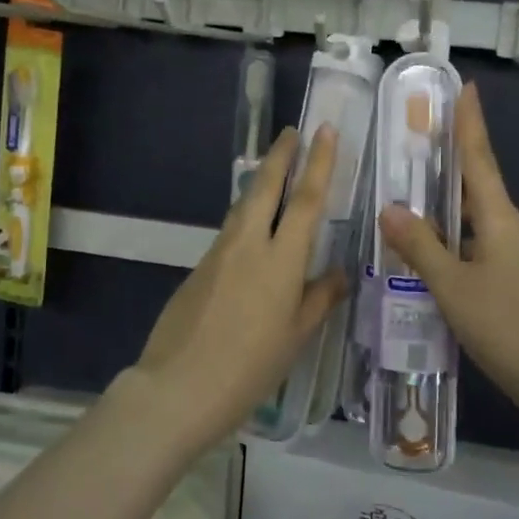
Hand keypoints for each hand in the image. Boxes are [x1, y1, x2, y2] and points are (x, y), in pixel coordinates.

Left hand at [125, 125, 346, 451]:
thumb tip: (339, 273)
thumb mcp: (295, 337)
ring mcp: (218, 254)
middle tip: (291, 131)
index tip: (325, 131)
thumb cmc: (249, 368)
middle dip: (280, 156)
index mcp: (280, 260)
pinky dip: (245, 217)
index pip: (305, 200)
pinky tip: (252, 230)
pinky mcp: (199, 268)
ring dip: (260, 183)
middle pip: (265, 188)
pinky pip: (229, 232)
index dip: (318, 163)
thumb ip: (318, 299)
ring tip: (274, 171)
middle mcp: (248, 245)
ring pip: (243, 206)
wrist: (178, 387)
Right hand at [379, 85, 518, 429]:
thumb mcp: (453, 289)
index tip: (467, 87)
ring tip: (414, 209)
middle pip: (480, 190)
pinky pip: (485, 253)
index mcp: (502, 221)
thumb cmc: (509, 329)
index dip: (470, 124)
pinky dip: (459, 247)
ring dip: (451, 214)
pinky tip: (438, 267)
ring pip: (480, 226)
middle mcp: (517, 232)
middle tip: (420, 148)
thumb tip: (390, 207)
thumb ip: (420, 248)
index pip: (481, 160)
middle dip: (452, 168)